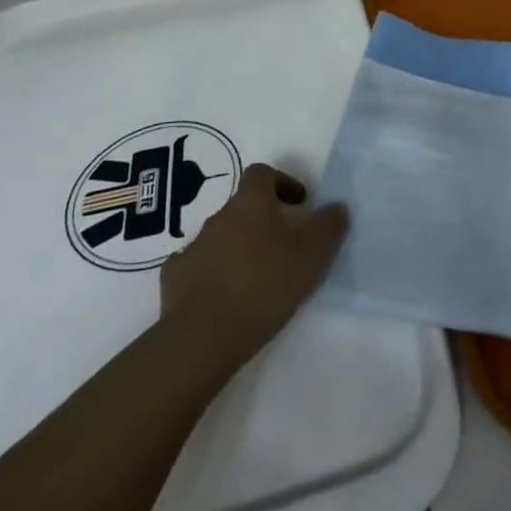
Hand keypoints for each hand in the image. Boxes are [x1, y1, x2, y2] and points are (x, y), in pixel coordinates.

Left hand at [157, 163, 348, 371]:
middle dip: (261, 220)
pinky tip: (222, 298)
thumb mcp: (311, 256)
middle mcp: (218, 216)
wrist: (203, 336)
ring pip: (219, 237)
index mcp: (250, 203)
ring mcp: (192, 247)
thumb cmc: (264, 285)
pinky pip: (196, 266)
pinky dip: (210, 274)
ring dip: (236, 248)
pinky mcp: (174, 279)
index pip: (261, 173)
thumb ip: (327, 227)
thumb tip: (336, 206)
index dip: (281, 182)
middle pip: (241, 206)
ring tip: (254, 278)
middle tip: (282, 247)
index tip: (298, 204)